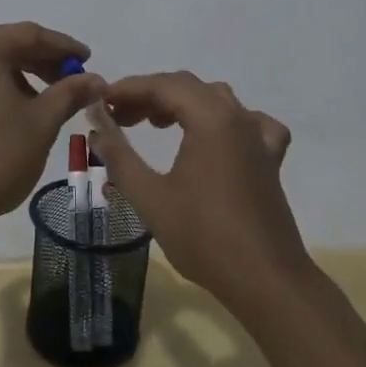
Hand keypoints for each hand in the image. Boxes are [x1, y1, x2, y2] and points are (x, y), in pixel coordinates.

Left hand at [0, 23, 105, 240]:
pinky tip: (1, 118)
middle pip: (3, 48)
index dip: (64, 47)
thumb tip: (96, 79)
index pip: (30, 35)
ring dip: (14, 79)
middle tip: (70, 82)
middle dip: (40, 63)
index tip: (88, 60)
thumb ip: (70, 93)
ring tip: (40, 104)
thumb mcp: (42, 123)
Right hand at [87, 72, 309, 314]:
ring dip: (182, 104)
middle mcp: (237, 116)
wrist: (266, 280)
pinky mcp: (270, 158)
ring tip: (154, 124)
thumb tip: (96, 124)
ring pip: (216, 100)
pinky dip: (225, 121)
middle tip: (118, 117)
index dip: (128, 89)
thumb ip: (119, 155)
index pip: (162, 85)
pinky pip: (249, 123)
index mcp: (210, 118)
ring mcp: (258, 136)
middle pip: (188, 87)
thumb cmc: (204, 237)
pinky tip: (216, 138)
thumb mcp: (150, 197)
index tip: (100, 101)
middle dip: (149, 96)